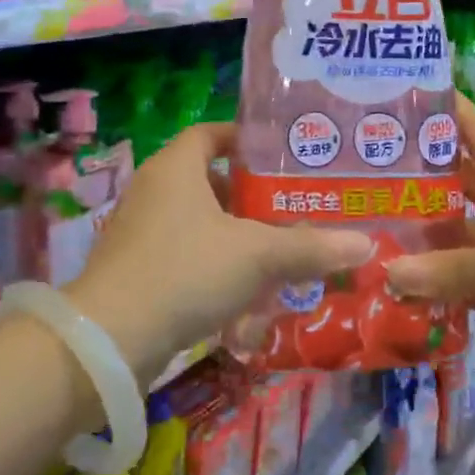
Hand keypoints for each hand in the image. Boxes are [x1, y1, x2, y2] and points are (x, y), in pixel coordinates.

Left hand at [66, 123, 372, 379]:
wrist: (110, 340)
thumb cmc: (185, 272)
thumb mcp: (256, 256)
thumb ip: (310, 248)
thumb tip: (363, 243)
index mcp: (175, 168)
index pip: (211, 133)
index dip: (245, 139)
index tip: (282, 155)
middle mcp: (153, 191)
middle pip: (209, 180)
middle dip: (251, 197)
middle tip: (292, 210)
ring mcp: (140, 231)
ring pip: (200, 223)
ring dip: (236, 238)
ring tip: (276, 255)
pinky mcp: (135, 269)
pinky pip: (184, 256)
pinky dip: (214, 268)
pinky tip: (243, 297)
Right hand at [382, 98, 474, 379]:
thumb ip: (452, 271)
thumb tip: (388, 273)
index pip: (473, 130)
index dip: (437, 111)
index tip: (389, 99)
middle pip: (458, 183)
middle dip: (415, 181)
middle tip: (357, 178)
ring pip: (461, 234)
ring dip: (425, 238)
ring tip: (370, 235)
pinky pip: (473, 277)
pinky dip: (445, 282)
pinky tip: (405, 287)